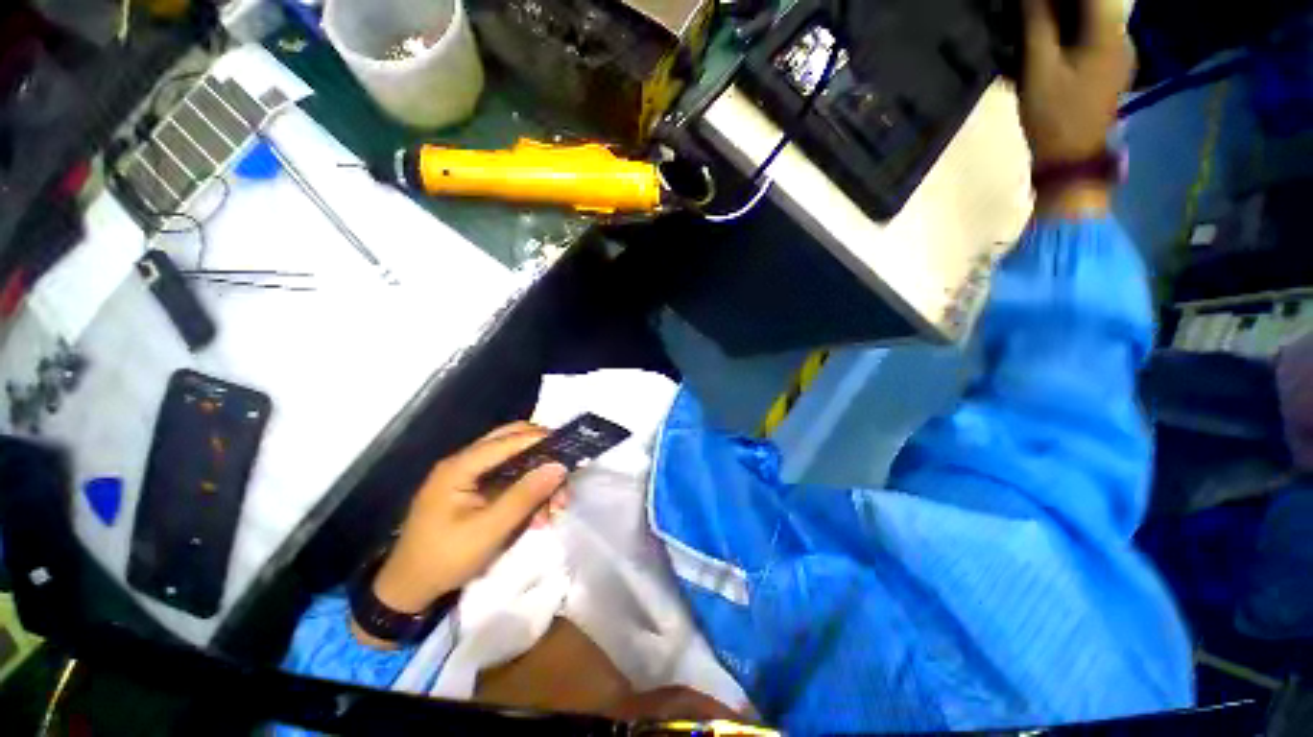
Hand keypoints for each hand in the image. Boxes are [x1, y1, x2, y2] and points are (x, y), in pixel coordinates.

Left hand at [354, 422, 568, 647]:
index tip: (569, 447)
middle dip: (541, 455)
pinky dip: (526, 490)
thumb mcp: (488, 531)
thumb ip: (524, 496)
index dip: (539, 439)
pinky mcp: (473, 489)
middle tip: (564, 473)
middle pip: (510, 441)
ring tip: (556, 505)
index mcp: (460, 467)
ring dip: (537, 477)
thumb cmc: (445, 559)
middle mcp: (463, 463)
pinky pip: (507, 479)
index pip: (507, 440)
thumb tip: (559, 467)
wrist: (408, 590)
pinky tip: (539, 514)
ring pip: (513, 461)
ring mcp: (467, 475)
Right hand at [1019, 0, 1133, 213]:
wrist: (1072, 159)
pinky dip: (1072, 26)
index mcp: (1109, 31)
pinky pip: (1093, 30)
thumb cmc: (1054, 115)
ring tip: (1038, 20)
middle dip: (1062, 2)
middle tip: (1033, 11)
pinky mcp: (1111, 63)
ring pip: (1095, 13)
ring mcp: (1119, 49)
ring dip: (1066, 12)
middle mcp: (1122, 33)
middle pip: (1097, 0)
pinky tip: (1051, 36)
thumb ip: (1038, 23)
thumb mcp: (1039, 69)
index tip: (1034, 2)